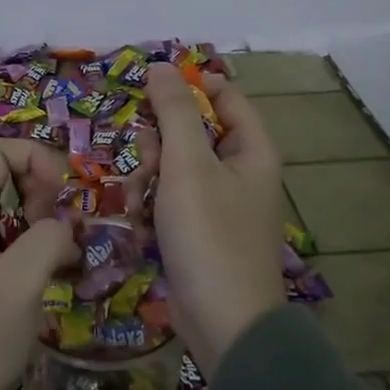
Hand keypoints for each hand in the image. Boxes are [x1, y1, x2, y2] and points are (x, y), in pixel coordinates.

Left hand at [0, 139, 79, 389]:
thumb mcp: (18, 284)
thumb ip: (46, 238)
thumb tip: (66, 229)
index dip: (35, 159)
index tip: (61, 196)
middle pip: (8, 175)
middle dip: (45, 191)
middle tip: (64, 230)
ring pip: (18, 209)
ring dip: (49, 221)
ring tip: (70, 253)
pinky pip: (20, 240)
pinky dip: (45, 245)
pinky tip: (66, 272)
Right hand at [144, 62, 287, 373]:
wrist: (223, 323)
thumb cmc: (209, 236)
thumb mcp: (188, 166)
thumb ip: (174, 112)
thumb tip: (162, 66)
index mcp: (251, 149)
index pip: (223, 96)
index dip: (187, 88)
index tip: (147, 93)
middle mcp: (239, 171)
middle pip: (191, 131)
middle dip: (158, 144)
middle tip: (145, 164)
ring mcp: (218, 203)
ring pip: (172, 167)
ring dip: (147, 179)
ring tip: (138, 204)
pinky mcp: (198, 231)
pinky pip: (169, 200)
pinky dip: (151, 207)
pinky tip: (139, 226)